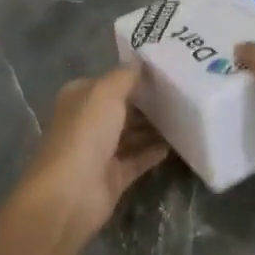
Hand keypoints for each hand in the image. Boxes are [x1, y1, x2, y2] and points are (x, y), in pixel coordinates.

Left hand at [13, 62, 170, 246]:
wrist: (70, 194)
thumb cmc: (85, 134)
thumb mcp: (106, 93)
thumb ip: (125, 76)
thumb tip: (140, 60)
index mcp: (80, 98)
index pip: (110, 81)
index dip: (134, 75)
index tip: (166, 70)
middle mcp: (88, 121)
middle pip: (122, 108)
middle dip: (147, 102)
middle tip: (182, 93)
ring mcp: (100, 151)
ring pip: (132, 134)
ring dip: (154, 127)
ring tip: (185, 116)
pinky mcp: (113, 176)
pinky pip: (138, 159)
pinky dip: (154, 152)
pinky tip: (176, 144)